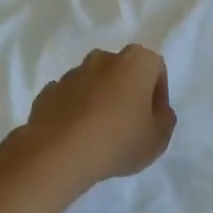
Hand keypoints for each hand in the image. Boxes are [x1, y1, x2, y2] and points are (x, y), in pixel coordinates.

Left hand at [17, 45, 176, 191]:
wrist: (59, 153)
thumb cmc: (118, 140)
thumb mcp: (159, 138)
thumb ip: (164, 119)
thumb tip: (156, 111)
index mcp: (135, 61)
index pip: (155, 68)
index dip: (158, 94)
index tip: (153, 119)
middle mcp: (102, 59)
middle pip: (122, 72)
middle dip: (126, 92)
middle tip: (129, 124)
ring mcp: (71, 74)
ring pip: (93, 84)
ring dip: (99, 101)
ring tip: (99, 134)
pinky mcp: (47, 92)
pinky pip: (69, 99)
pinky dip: (75, 111)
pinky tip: (76, 137)